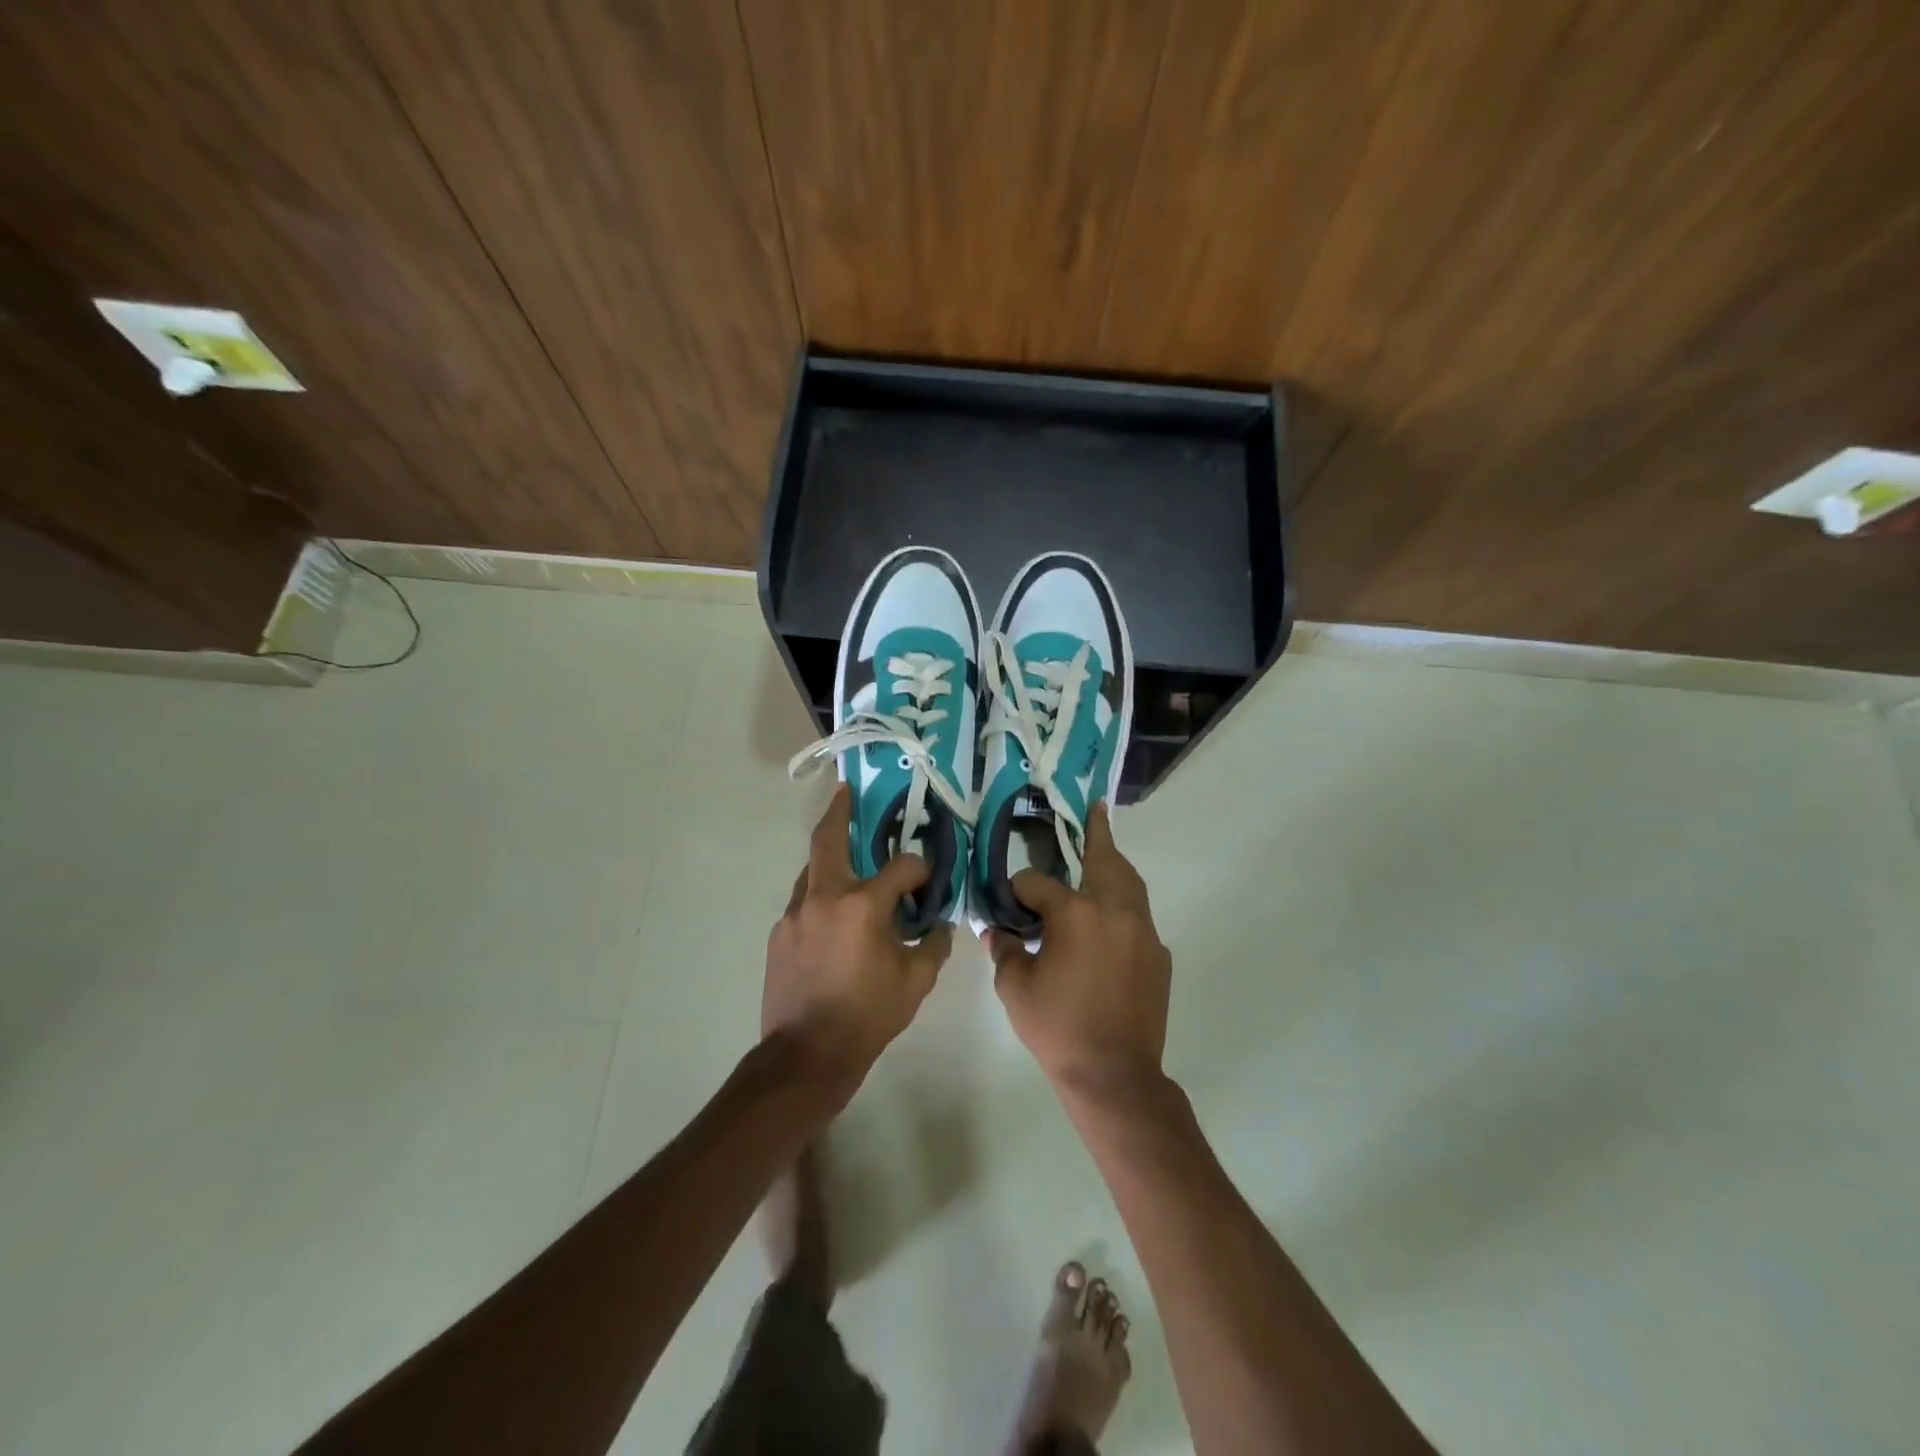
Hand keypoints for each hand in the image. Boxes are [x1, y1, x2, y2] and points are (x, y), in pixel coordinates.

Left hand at [763, 786, 952, 1105]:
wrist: (806, 1054)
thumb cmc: (867, 1016)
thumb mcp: (916, 982)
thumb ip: (933, 945)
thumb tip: (940, 925)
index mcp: (862, 905)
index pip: (901, 867)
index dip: (920, 868)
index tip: (929, 878)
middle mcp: (824, 897)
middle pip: (828, 839)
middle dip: (838, 811)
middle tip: (846, 791)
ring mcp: (795, 914)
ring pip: (812, 871)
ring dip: (830, 859)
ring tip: (847, 860)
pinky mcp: (780, 934)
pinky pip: (804, 903)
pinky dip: (821, 898)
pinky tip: (834, 919)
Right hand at [986, 802, 1171, 1096]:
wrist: (1115, 1075)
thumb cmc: (1059, 1029)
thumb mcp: (1016, 989)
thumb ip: (1005, 951)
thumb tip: (996, 931)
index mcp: (1076, 914)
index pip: (1037, 883)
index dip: (1017, 891)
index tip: (1007, 904)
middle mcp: (1114, 911)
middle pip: (1104, 859)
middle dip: (1096, 834)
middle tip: (1095, 810)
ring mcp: (1142, 931)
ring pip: (1130, 882)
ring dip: (1114, 863)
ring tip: (1104, 849)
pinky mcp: (1158, 954)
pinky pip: (1139, 916)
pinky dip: (1123, 904)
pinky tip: (1108, 918)